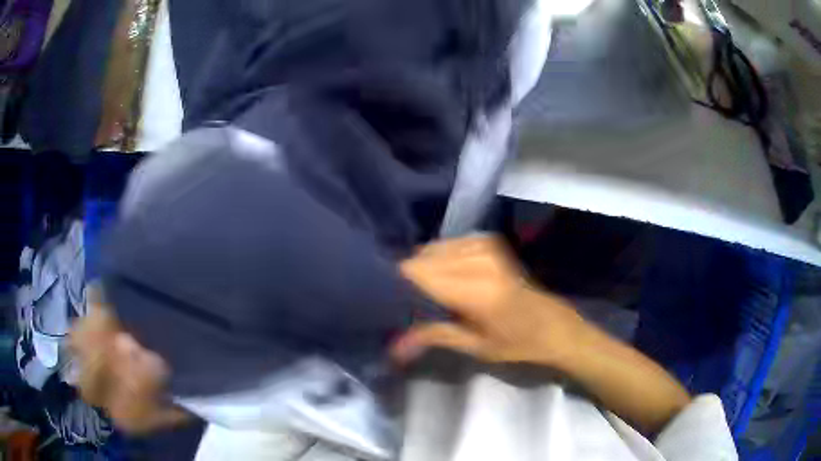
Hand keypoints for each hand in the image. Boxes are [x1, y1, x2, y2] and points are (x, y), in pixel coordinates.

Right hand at [391, 235, 586, 367]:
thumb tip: (392, 349)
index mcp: (478, 289)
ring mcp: (486, 245)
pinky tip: (442, 280)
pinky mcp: (489, 241)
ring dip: (422, 271)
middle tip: (404, 305)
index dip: (397, 286)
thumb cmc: (517, 343)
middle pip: (422, 259)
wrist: (553, 325)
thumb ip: (432, 335)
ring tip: (423, 295)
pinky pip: (447, 245)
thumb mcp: (475, 346)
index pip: (419, 274)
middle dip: (408, 281)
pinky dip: (438, 261)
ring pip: (432, 250)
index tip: (386, 303)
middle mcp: (480, 259)